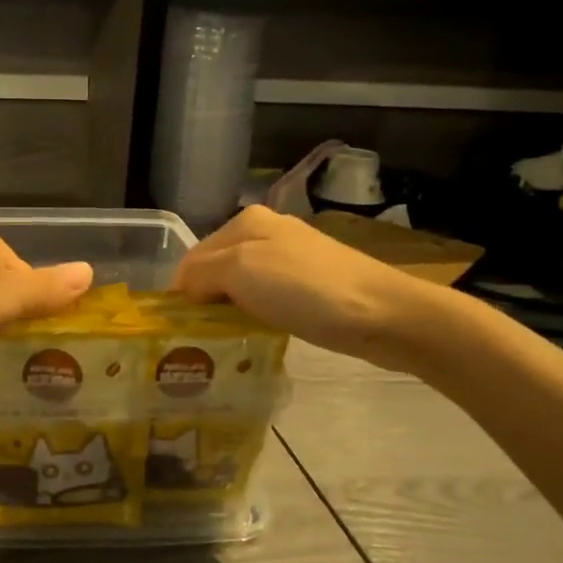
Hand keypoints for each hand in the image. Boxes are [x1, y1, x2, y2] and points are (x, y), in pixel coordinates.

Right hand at [171, 205, 452, 370]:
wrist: (383, 314)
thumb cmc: (305, 289)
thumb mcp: (240, 271)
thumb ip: (200, 274)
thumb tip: (182, 291)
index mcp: (245, 221)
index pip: (192, 257)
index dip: (181, 293)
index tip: (179, 330)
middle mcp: (266, 231)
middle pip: (216, 269)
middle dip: (204, 300)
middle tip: (198, 339)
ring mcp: (292, 257)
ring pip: (241, 284)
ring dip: (229, 310)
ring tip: (225, 341)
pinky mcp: (311, 284)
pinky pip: (266, 297)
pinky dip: (255, 314)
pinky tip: (259, 332)